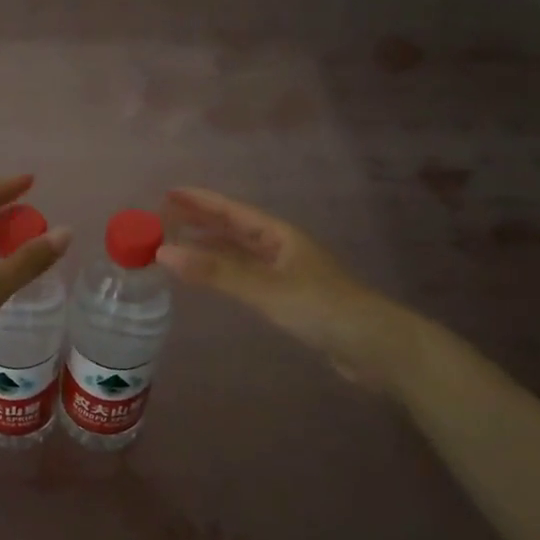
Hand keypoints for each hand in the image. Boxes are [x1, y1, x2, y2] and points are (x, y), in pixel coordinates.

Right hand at [157, 188, 427, 395]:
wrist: (376, 347)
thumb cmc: (323, 308)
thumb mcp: (267, 289)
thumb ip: (216, 272)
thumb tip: (164, 253)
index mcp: (279, 235)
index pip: (232, 211)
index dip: (201, 200)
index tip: (168, 193)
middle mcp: (281, 248)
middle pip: (234, 228)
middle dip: (201, 221)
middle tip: (164, 217)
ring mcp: (285, 273)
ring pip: (239, 253)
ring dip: (210, 247)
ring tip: (178, 245)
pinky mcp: (288, 299)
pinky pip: (245, 276)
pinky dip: (223, 272)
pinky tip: (210, 279)